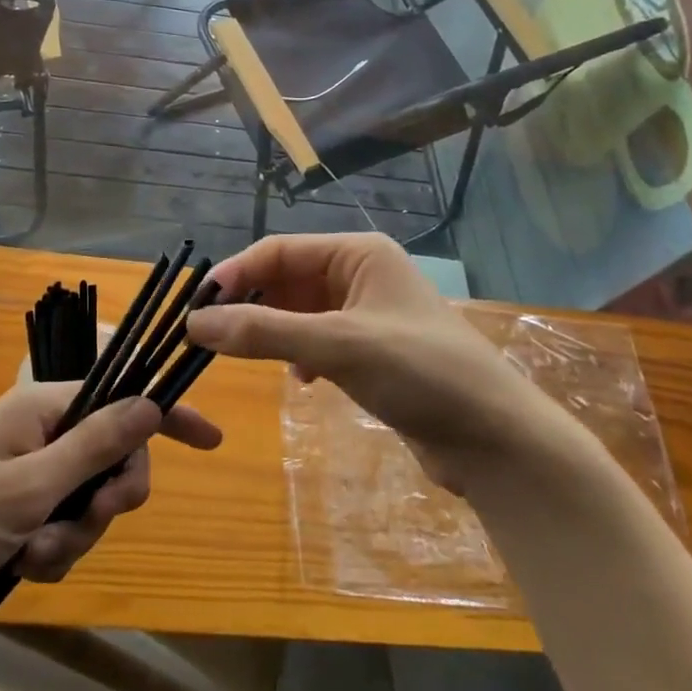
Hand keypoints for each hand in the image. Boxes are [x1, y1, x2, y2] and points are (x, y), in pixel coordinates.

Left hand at [0, 374, 221, 628]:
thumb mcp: (29, 486)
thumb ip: (94, 444)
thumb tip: (150, 403)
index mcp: (45, 408)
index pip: (122, 398)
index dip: (166, 416)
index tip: (211, 441)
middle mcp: (43, 433)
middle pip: (112, 457)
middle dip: (107, 499)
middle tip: (86, 523)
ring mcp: (30, 473)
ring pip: (89, 500)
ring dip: (73, 535)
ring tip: (31, 555)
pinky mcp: (18, 511)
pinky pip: (63, 527)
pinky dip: (52, 550)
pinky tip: (21, 567)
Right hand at [187, 234, 566, 484]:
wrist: (496, 440)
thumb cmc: (421, 373)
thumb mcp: (338, 346)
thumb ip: (264, 332)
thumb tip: (195, 324)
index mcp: (357, 253)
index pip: (278, 251)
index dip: (236, 275)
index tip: (197, 307)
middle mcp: (360, 274)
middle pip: (286, 279)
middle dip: (251, 305)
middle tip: (212, 337)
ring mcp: (366, 313)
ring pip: (299, 312)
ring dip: (273, 331)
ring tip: (247, 357)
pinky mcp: (371, 350)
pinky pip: (317, 339)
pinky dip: (299, 354)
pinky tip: (301, 380)